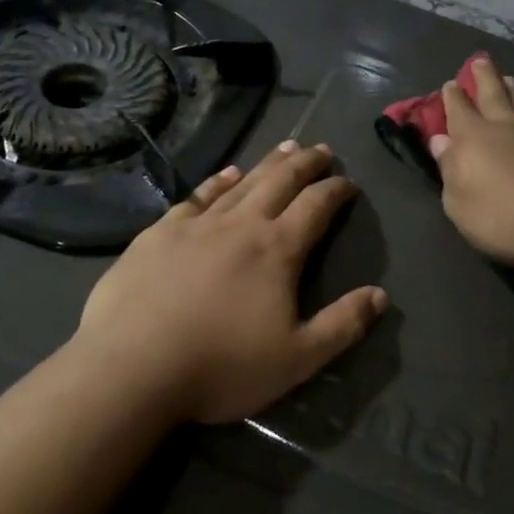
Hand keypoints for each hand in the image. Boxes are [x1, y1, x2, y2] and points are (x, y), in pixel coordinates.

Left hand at [75, 141, 387, 424]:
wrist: (133, 366)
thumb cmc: (221, 366)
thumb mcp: (296, 359)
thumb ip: (342, 325)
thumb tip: (381, 295)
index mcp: (277, 250)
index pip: (316, 206)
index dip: (336, 190)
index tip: (349, 182)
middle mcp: (241, 224)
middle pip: (281, 182)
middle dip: (305, 163)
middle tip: (322, 148)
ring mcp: (198, 224)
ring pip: (242, 183)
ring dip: (268, 163)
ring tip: (285, 147)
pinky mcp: (160, 232)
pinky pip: (197, 196)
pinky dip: (217, 181)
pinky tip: (226, 174)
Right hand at [429, 56, 513, 269]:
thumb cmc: (499, 215)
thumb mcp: (458, 201)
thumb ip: (449, 168)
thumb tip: (440, 140)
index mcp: (472, 137)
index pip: (458, 110)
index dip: (453, 96)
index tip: (451, 83)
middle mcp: (505, 128)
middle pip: (493, 95)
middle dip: (484, 78)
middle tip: (480, 60)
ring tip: (511, 78)